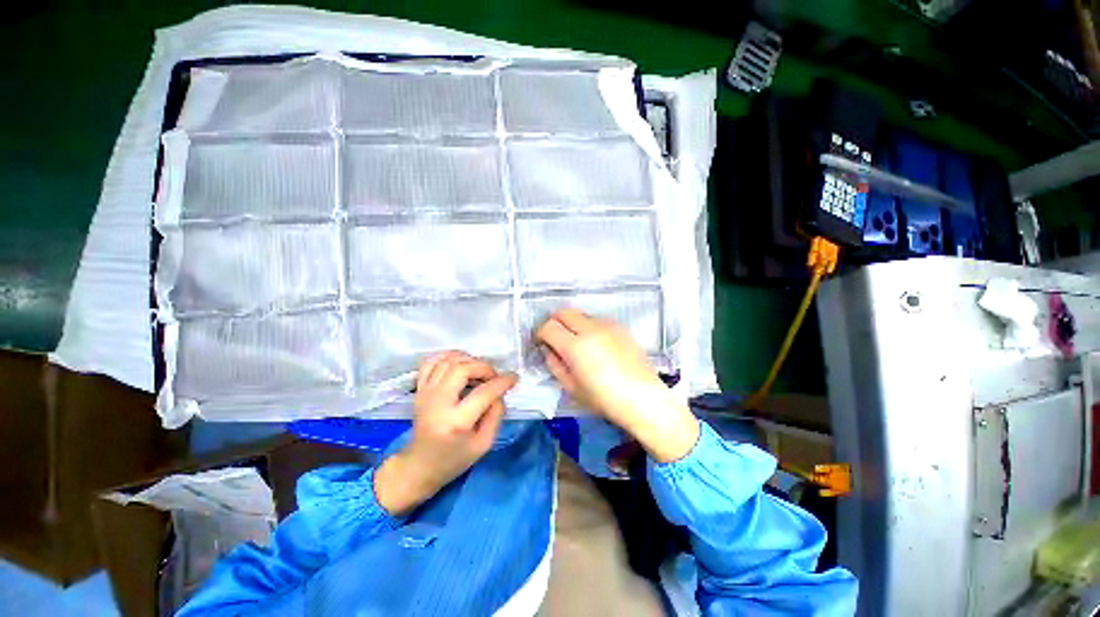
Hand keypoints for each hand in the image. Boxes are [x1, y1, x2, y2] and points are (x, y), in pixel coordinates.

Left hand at [374, 351, 516, 515]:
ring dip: (468, 360)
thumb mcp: (484, 444)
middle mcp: (437, 403)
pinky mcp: (419, 390)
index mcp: (455, 422)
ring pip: (448, 362)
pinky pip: (431, 362)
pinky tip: (460, 361)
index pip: (483, 393)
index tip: (513, 378)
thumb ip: (496, 415)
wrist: (420, 465)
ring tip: (479, 371)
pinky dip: (447, 356)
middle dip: (484, 367)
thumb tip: (499, 391)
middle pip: (462, 369)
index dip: (502, 382)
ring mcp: (425, 394)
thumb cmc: (454, 459)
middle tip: (494, 376)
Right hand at [536, 309, 698, 462]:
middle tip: (555, 338)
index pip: (548, 326)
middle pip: (564, 312)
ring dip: (573, 324)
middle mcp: (590, 329)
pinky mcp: (620, 327)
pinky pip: (598, 320)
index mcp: (575, 346)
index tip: (542, 342)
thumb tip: (549, 350)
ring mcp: (607, 326)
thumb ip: (555, 365)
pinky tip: (596, 345)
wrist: (643, 398)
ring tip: (578, 343)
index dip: (540, 333)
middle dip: (554, 322)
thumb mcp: (572, 387)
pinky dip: (590, 327)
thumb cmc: (604, 400)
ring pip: (581, 315)